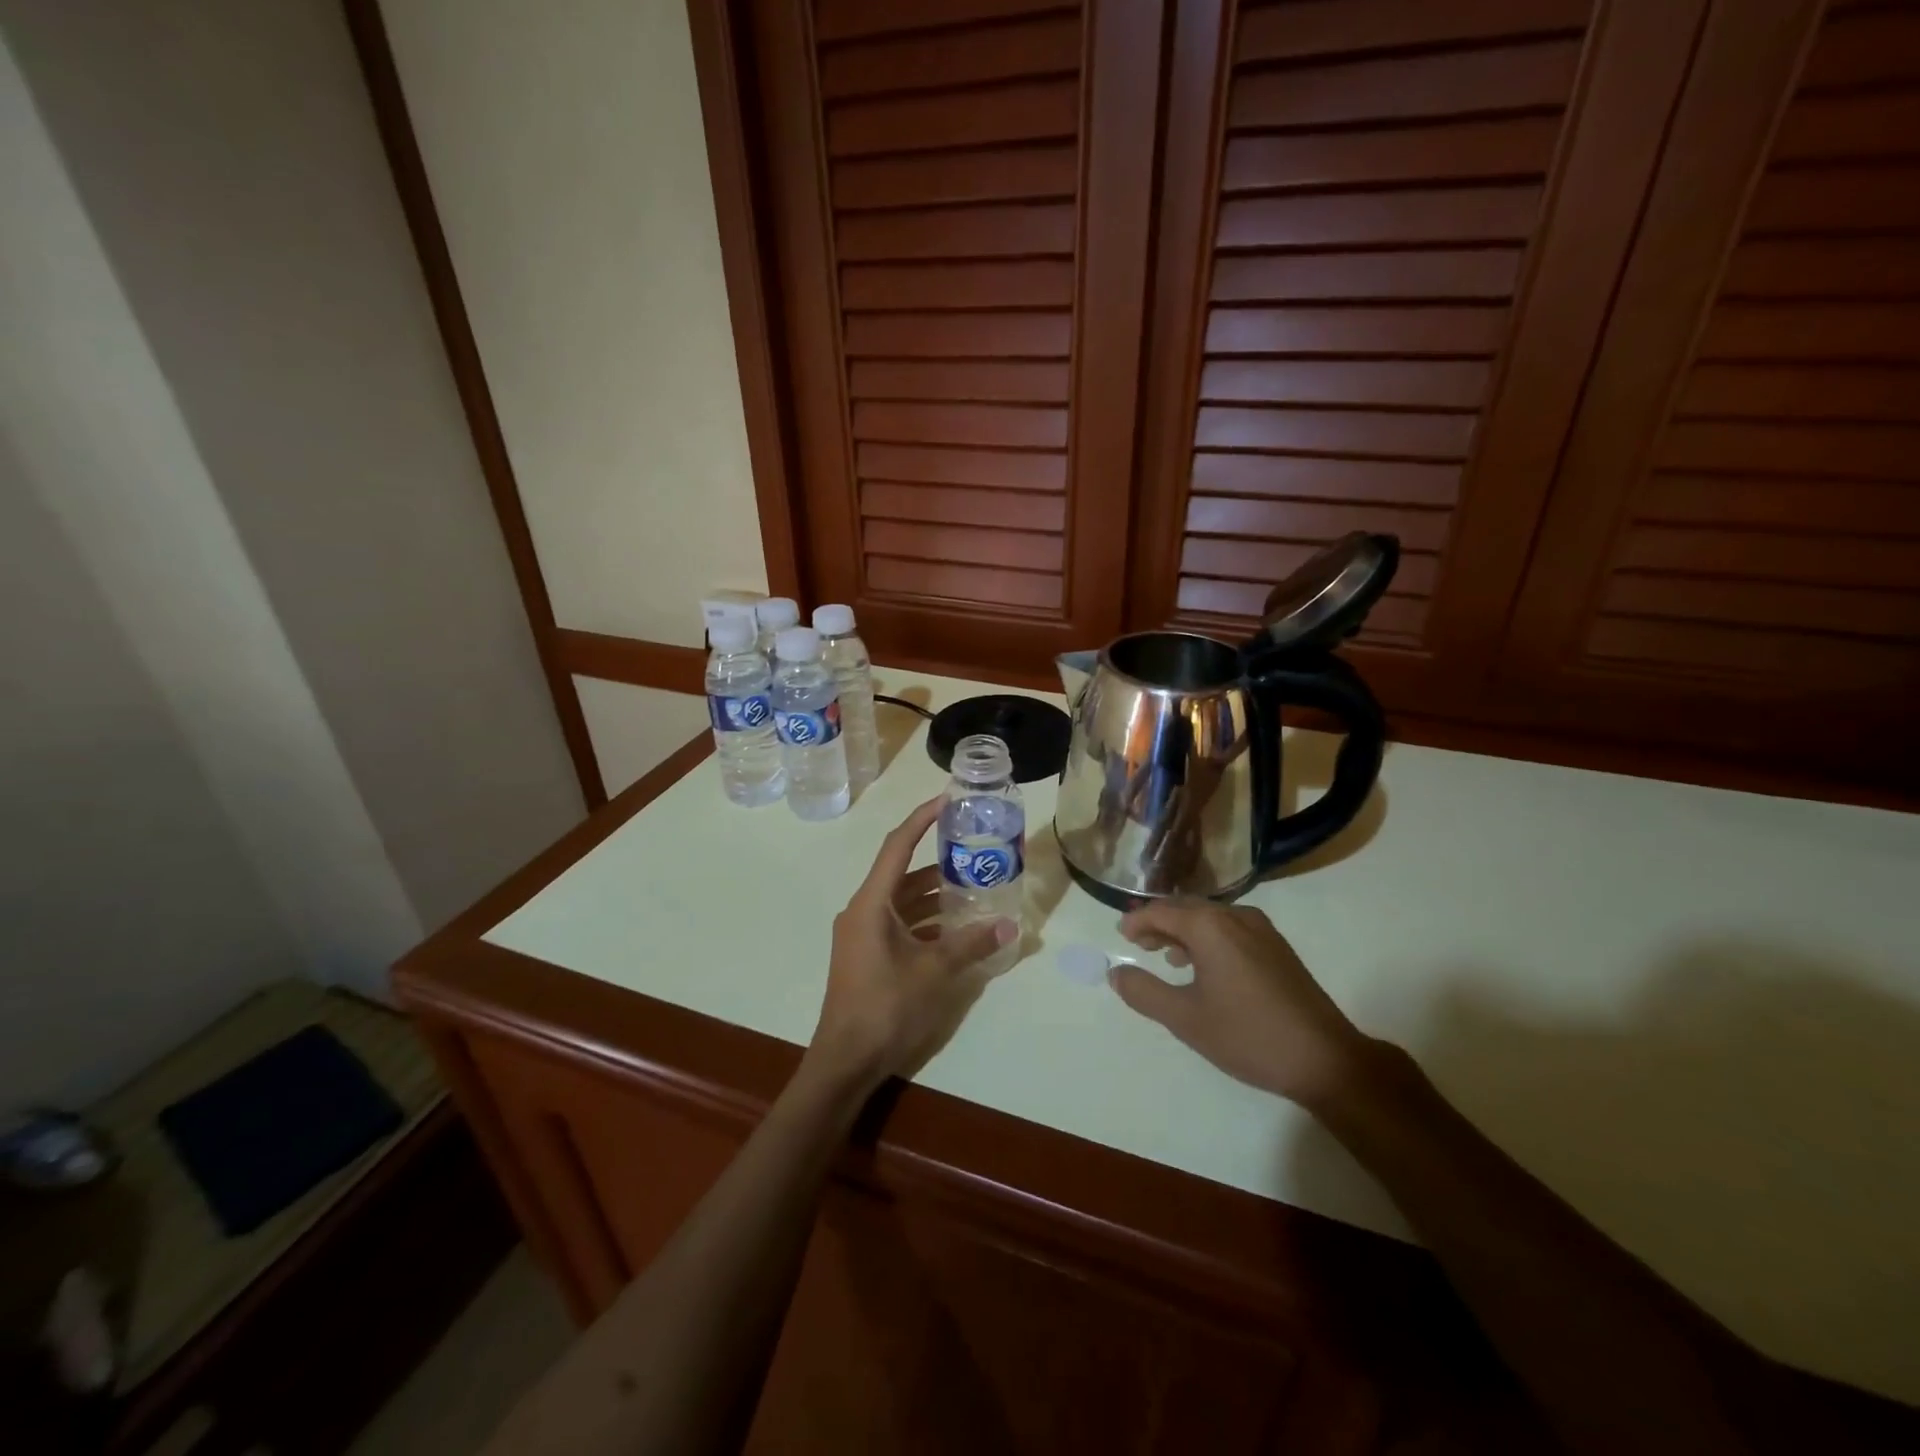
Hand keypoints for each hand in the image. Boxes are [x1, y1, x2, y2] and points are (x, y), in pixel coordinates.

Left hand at [806, 797, 1016, 1091]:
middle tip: (973, 850)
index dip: (921, 819)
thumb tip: (1009, 925)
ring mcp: (862, 934)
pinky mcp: (867, 954)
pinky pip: (899, 923)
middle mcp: (863, 910)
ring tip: (973, 887)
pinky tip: (955, 929)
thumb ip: (971, 944)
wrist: (844, 1060)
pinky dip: (925, 920)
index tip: (946, 800)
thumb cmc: (885, 1007)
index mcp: (871, 904)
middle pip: (902, 873)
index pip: (897, 846)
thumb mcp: (934, 972)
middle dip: (937, 861)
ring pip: (902, 900)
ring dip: (934, 894)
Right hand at [1109, 900, 1372, 1107]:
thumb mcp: (1185, 1018)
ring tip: (1167, 957)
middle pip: (1186, 909)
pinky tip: (1206, 968)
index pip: (1161, 911)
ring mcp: (1262, 930)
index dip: (1137, 921)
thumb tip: (1116, 973)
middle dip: (1160, 922)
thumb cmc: (1248, 1035)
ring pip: (1211, 918)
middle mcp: (1235, 916)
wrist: (1325, 1059)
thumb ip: (1144, 992)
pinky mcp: (1278, 948)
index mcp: (1210, 926)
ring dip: (1185, 931)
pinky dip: (1209, 939)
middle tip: (1138, 942)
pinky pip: (1232, 929)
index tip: (1121, 935)